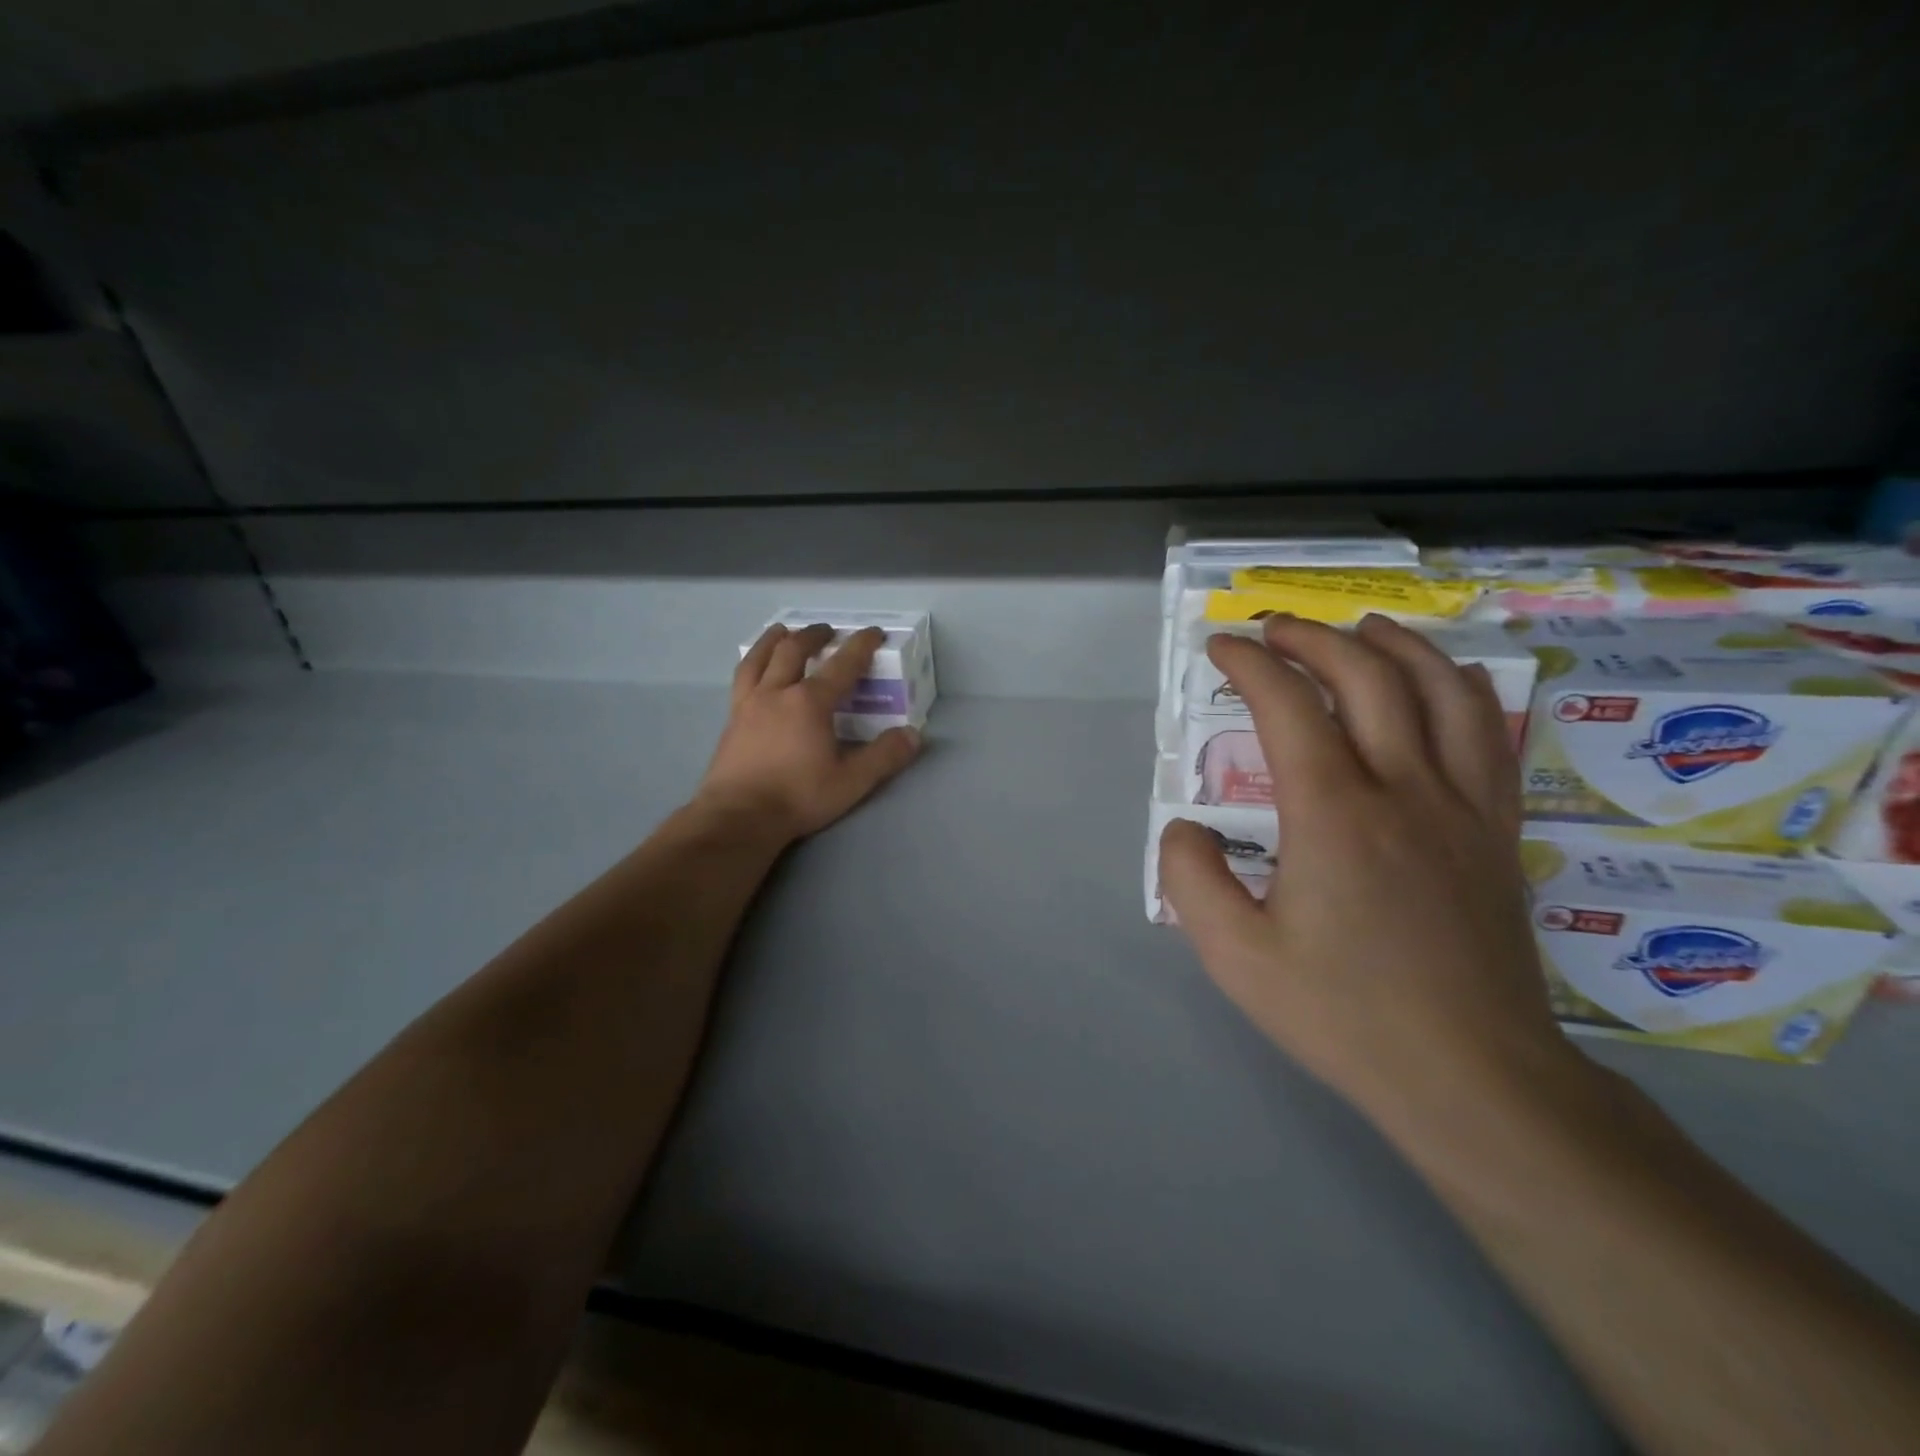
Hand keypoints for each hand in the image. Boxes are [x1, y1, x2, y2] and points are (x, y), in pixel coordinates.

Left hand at [694, 623, 921, 844]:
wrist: (739, 816)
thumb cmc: (798, 797)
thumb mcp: (851, 781)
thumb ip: (884, 756)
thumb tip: (913, 735)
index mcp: (810, 702)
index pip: (842, 664)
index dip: (860, 645)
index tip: (873, 633)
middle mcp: (777, 693)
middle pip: (794, 650)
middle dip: (814, 635)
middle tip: (827, 630)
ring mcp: (749, 704)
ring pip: (759, 658)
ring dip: (773, 640)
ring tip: (781, 631)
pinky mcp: (732, 720)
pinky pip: (742, 679)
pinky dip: (751, 663)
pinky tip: (754, 670)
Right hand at [1159, 614, 1580, 1132]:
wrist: (1473, 1077)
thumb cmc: (1344, 1014)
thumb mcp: (1234, 956)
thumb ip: (1191, 878)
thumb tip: (1186, 827)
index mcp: (1334, 814)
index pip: (1287, 706)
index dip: (1249, 664)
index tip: (1220, 647)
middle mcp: (1404, 789)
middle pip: (1368, 676)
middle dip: (1314, 638)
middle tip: (1274, 629)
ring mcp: (1462, 806)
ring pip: (1441, 689)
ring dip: (1394, 645)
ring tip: (1360, 629)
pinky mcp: (1496, 831)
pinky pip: (1488, 732)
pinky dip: (1459, 687)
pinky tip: (1443, 682)